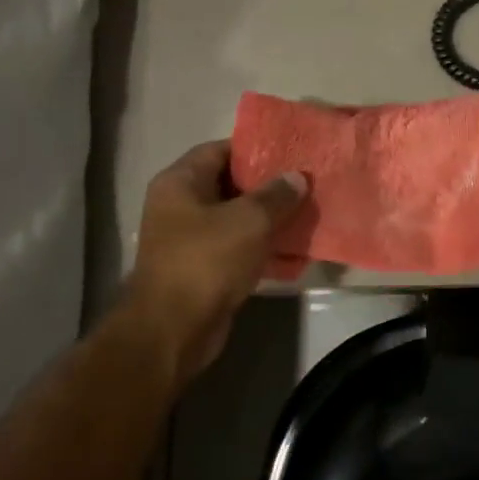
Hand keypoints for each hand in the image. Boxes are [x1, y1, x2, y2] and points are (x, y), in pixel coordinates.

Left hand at [124, 142, 307, 386]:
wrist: (173, 330)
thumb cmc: (206, 261)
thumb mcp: (249, 221)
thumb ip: (276, 195)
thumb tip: (297, 177)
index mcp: (180, 182)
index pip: (219, 150)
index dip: (254, 149)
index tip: (289, 153)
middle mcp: (178, 206)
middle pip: (228, 184)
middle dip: (266, 186)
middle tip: (303, 183)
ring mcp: (187, 240)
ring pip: (234, 219)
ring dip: (267, 219)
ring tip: (305, 213)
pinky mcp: (201, 269)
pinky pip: (235, 248)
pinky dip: (260, 247)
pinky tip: (292, 250)